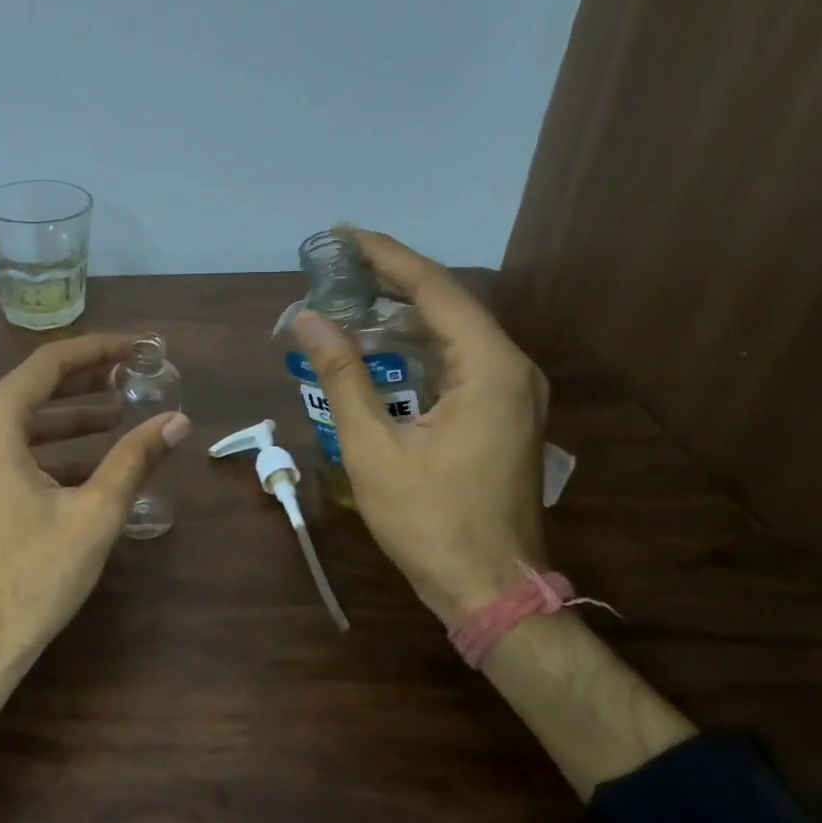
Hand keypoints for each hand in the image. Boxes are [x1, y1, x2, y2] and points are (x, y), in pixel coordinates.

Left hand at [0, 333, 190, 674]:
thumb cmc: (31, 576)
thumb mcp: (94, 514)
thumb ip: (135, 459)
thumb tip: (178, 421)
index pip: (46, 365)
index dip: (95, 351)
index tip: (134, 348)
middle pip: (28, 390)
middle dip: (82, 384)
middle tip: (130, 378)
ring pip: (15, 424)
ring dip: (65, 420)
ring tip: (116, 417)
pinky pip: (1, 452)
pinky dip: (42, 450)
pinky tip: (84, 464)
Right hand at [293, 230, 548, 625]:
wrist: (489, 587)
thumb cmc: (429, 520)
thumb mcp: (373, 447)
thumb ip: (342, 376)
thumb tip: (308, 320)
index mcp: (490, 368)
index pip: (435, 290)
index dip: (387, 257)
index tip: (344, 234)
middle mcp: (512, 368)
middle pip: (449, 304)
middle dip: (393, 280)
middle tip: (339, 263)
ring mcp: (513, 393)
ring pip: (454, 333)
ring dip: (404, 314)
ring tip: (351, 295)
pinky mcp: (503, 414)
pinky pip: (458, 362)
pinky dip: (418, 348)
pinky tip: (380, 346)